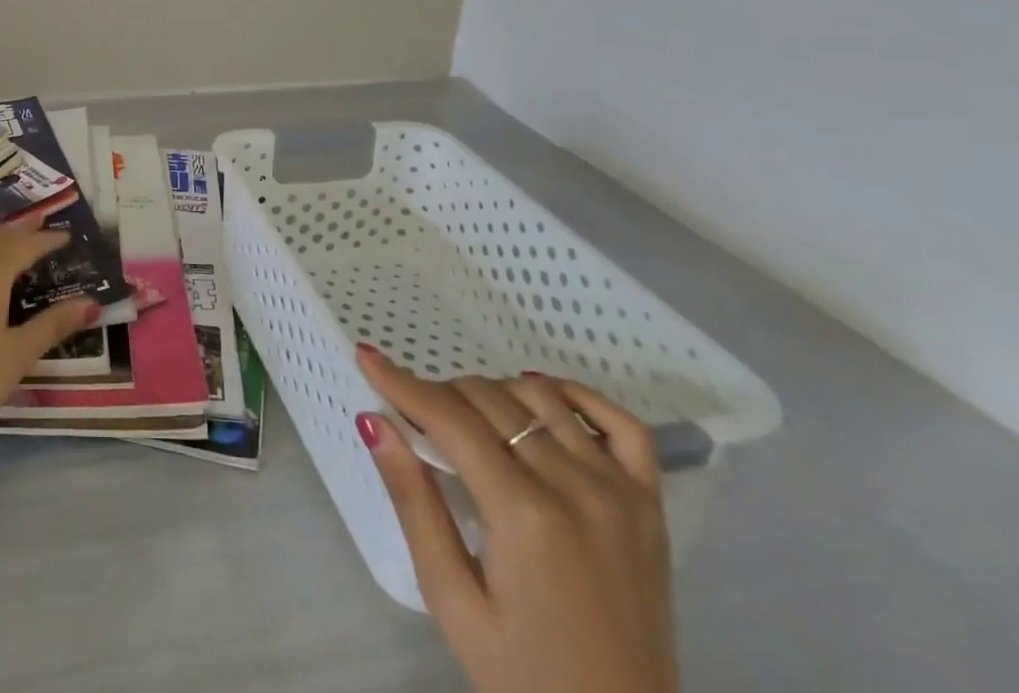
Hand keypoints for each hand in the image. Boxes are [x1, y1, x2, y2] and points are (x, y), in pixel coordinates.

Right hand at [355, 350, 677, 692]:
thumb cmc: (522, 676)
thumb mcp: (450, 597)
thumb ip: (412, 501)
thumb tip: (373, 420)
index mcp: (524, 514)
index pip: (450, 418)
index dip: (402, 382)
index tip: (368, 358)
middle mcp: (576, 488)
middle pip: (491, 400)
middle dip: (441, 395)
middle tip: (416, 420)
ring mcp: (621, 494)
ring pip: (541, 400)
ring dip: (493, 394)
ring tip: (469, 422)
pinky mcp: (651, 508)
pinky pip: (621, 425)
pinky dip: (579, 397)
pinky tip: (543, 398)